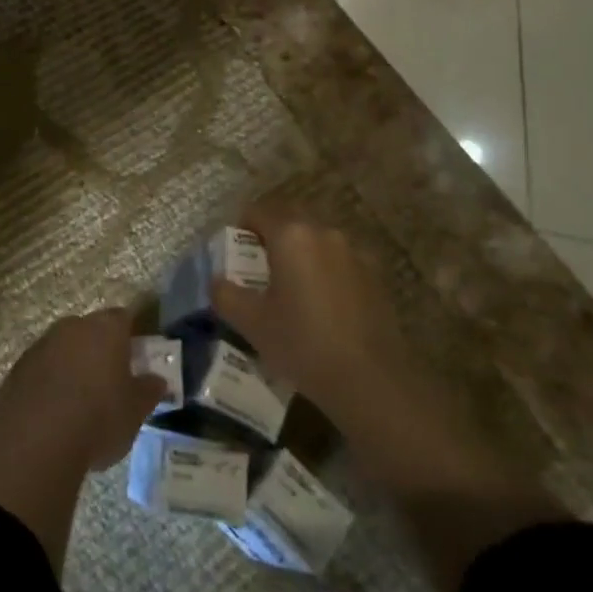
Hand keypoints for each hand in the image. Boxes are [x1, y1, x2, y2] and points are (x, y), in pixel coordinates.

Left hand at [0, 307, 168, 470]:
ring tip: (81, 402)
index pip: (123, 318)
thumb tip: (157, 380)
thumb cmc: (98, 418)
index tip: (137, 356)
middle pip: (91, 330)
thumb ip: (148, 391)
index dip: (131, 335)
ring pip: (64, 348)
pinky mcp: (17, 369)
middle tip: (110, 380)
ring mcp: (41, 345)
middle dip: (100, 350)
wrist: (34, 440)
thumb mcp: (136, 410)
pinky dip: (50, 383)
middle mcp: (72, 327)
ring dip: (73, 366)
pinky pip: (42, 369)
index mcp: (106, 328)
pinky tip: (55, 413)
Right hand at [209, 207, 408, 420]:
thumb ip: (226, 295)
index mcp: (291, 235)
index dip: (241, 226)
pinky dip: (326, 269)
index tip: (234, 251)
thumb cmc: (302, 344)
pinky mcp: (376, 275)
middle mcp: (324, 233)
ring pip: (318, 239)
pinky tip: (323, 302)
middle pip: (290, 219)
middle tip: (259, 266)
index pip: (258, 211)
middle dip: (272, 235)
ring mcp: (354, 252)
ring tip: (292, 286)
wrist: (370, 380)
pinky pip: (340, 260)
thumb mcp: (252, 323)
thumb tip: (217, 281)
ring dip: (301, 251)